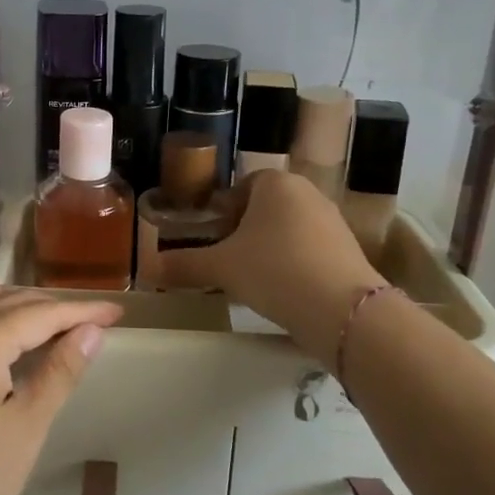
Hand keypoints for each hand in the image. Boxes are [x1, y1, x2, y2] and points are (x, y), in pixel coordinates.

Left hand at [0, 278, 121, 494]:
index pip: (40, 314)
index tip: (118, 312)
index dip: (81, 312)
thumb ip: (60, 371)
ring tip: (57, 316)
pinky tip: (1, 316)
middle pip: (11, 302)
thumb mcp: (28, 425)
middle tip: (96, 319)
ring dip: (21, 302)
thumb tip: (92, 331)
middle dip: (54, 306)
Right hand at [159, 169, 382, 367]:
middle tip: (226, 261)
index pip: (241, 188)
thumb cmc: (274, 271)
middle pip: (265, 209)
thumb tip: (145, 269)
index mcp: (276, 183)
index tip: (212, 239)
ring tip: (252, 281)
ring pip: (288, 230)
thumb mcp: (220, 268)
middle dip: (244, 232)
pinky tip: (282, 292)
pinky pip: (310, 250)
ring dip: (269, 250)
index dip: (223, 212)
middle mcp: (308, 193)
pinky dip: (293, 265)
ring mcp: (333, 221)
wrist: (342, 310)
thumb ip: (183, 265)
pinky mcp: (349, 250)